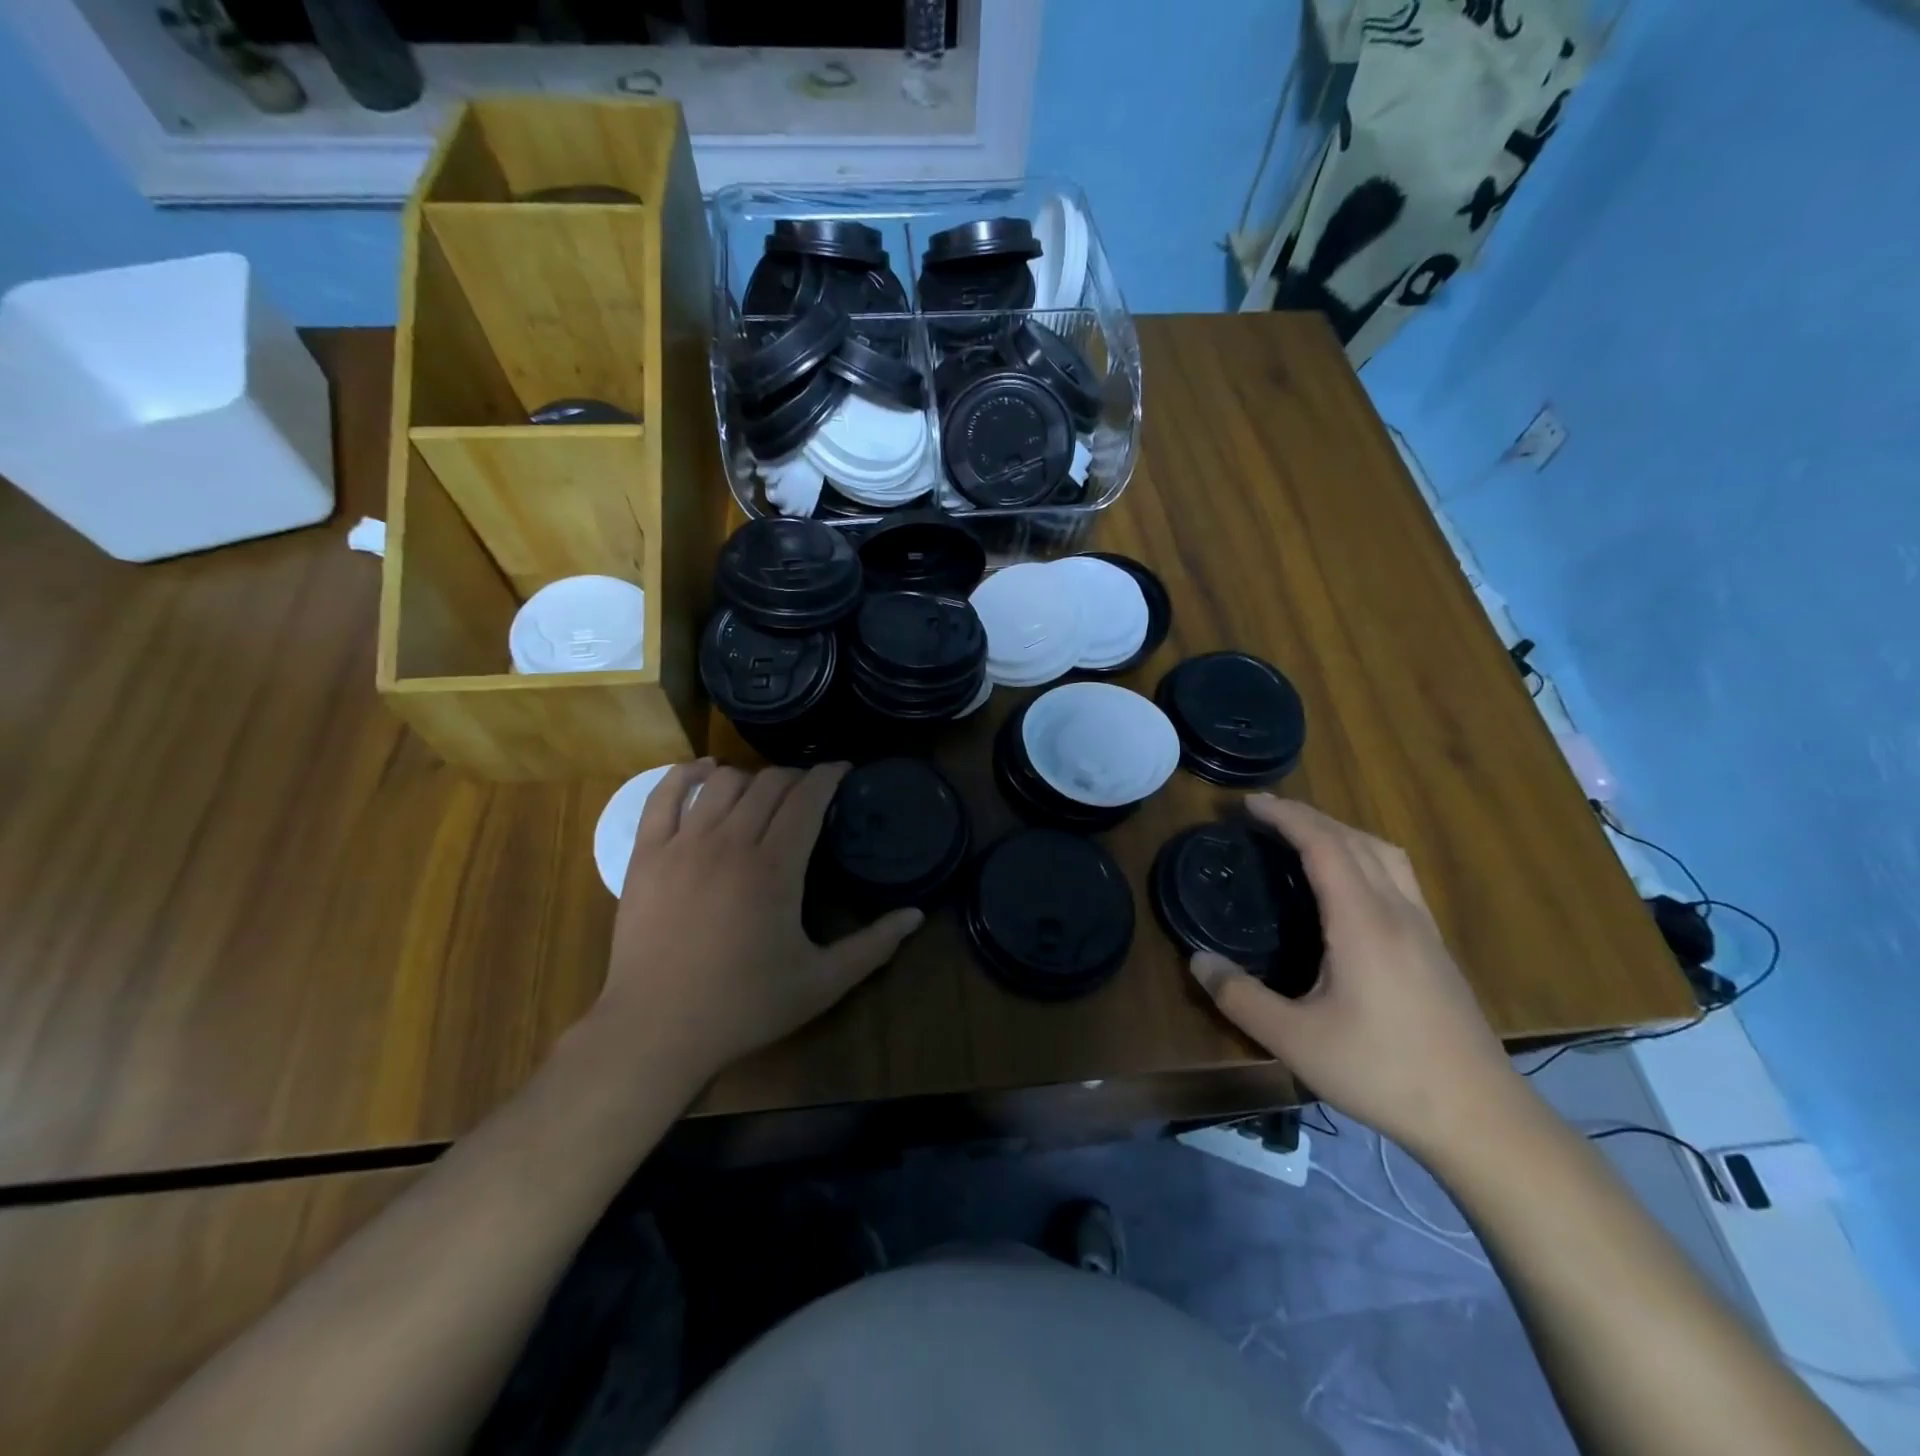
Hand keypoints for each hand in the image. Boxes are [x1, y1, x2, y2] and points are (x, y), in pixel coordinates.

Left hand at [597, 760, 922, 1089]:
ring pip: (722, 782)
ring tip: (763, 793)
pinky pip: (663, 795)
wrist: (656, 1030)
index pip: (808, 798)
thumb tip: (916, 915)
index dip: (829, 776)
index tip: (843, 771)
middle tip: (810, 791)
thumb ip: (874, 946)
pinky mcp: (647, 855)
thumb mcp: (822, 983)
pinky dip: (686, 774)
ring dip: (750, 778)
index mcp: (775, 867)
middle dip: (796, 777)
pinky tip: (703, 771)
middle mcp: (730, 842)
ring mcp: (683, 844)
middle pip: (769, 783)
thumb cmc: (744, 1006)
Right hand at [1186, 796, 1520, 1158]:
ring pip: (1384, 853)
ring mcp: (1424, 928)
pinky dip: (1365, 855)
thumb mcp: (1296, 1040)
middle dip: (1308, 816)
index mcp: (1363, 921)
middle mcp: (1397, 911)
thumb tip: (1197, 959)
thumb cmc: (1383, 1072)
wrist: (1480, 1118)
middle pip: (1354, 839)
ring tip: (1305, 836)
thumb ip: (1240, 997)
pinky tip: (1350, 884)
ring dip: (1341, 831)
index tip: (1249, 803)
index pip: (1323, 844)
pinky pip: (1398, 876)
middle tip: (1265, 814)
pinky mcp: (1436, 948)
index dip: (1286, 816)